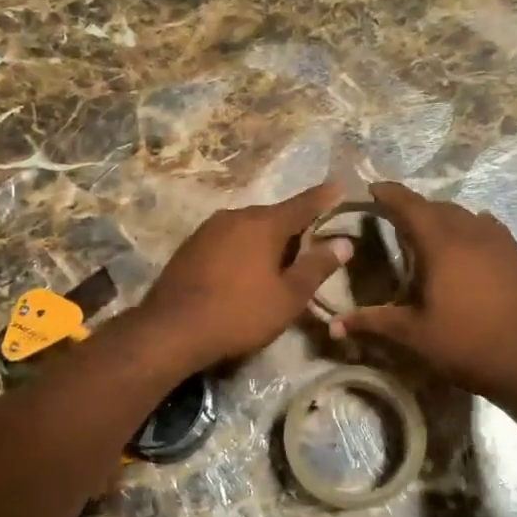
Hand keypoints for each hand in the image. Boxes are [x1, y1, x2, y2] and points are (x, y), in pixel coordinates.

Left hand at [139, 181, 351, 369]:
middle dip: (294, 228)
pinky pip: (227, 240)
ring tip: (277, 264)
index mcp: (264, 223)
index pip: (303, 204)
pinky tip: (243, 272)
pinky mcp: (190, 246)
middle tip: (311, 246)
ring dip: (265, 241)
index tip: (340, 188)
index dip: (325, 198)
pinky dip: (242, 249)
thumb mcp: (288, 297)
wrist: (171, 329)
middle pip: (274, 216)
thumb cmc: (240, 313)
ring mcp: (208, 229)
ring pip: (248, 228)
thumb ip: (317, 267)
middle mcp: (235, 216)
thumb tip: (344, 243)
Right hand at [329, 182, 516, 405]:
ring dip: (441, 217)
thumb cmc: (465, 345)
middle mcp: (470, 233)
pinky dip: (468, 227)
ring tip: (425, 232)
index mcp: (441, 245)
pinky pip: (486, 227)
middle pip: (436, 207)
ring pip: (463, 214)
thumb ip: (372, 322)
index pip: (409, 205)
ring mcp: (497, 242)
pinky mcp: (515, 255)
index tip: (372, 188)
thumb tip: (332, 326)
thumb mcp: (413, 335)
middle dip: (412, 208)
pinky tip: (466, 242)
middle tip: (392, 219)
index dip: (389, 194)